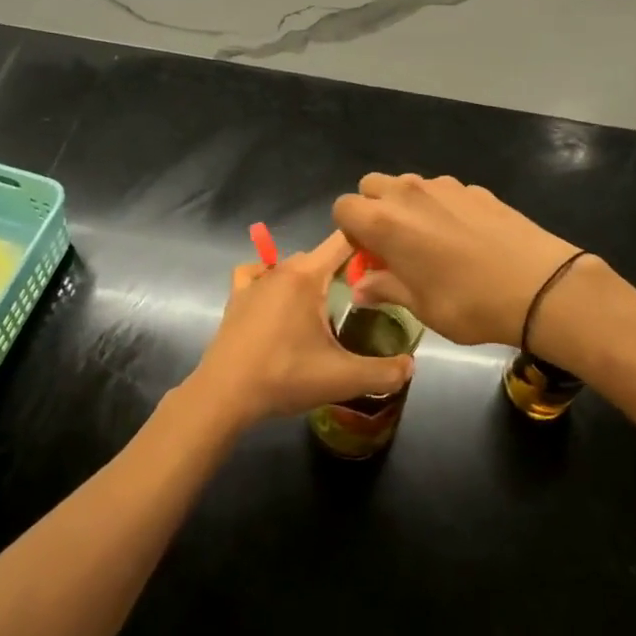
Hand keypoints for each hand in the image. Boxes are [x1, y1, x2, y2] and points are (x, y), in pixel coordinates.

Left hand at [188, 231, 413, 429]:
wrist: (224, 395)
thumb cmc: (284, 376)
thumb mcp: (342, 378)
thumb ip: (382, 372)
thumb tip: (411, 366)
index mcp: (307, 275)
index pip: (344, 240)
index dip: (368, 242)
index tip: (387, 259)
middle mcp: (281, 268)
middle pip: (321, 256)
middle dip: (343, 269)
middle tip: (364, 297)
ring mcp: (255, 281)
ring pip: (293, 266)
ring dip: (310, 279)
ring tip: (325, 307)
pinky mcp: (236, 297)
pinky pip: (257, 274)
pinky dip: (270, 279)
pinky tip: (277, 300)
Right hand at [333, 174, 581, 348]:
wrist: (539, 285)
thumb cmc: (469, 303)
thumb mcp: (420, 306)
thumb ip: (385, 288)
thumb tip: (360, 289)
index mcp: (385, 222)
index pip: (344, 208)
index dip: (350, 232)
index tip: (370, 256)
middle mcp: (408, 193)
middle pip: (372, 185)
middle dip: (373, 209)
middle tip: (393, 245)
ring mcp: (443, 185)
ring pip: (407, 184)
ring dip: (406, 205)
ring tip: (430, 240)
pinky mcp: (473, 187)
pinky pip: (441, 190)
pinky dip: (440, 206)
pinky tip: (465, 237)